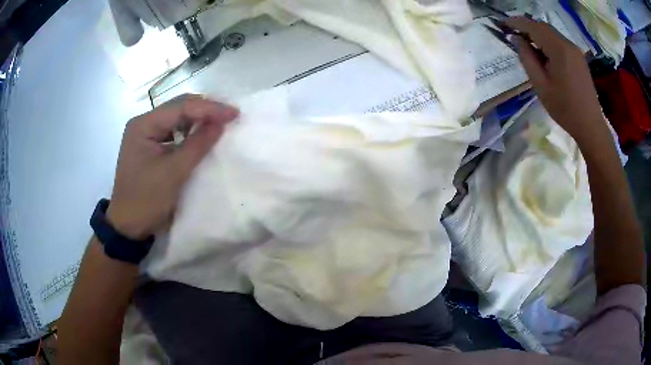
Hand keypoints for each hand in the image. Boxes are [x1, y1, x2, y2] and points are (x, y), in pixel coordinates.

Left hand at [106, 95, 238, 238]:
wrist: (128, 226)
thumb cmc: (146, 200)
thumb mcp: (174, 172)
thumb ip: (198, 144)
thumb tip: (221, 123)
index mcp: (143, 125)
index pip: (181, 106)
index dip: (209, 108)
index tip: (234, 113)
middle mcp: (143, 123)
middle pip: (178, 107)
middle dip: (205, 109)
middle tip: (230, 115)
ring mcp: (145, 134)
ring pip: (176, 118)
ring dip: (198, 119)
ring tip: (220, 122)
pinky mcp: (149, 146)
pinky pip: (173, 131)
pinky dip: (190, 131)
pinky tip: (202, 134)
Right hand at [505, 17, 608, 145]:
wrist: (590, 126)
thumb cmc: (565, 109)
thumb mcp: (541, 85)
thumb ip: (527, 58)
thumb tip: (516, 39)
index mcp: (559, 49)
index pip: (533, 26)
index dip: (516, 22)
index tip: (502, 23)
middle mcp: (568, 44)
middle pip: (543, 27)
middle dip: (526, 27)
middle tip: (512, 33)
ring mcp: (575, 50)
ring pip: (551, 34)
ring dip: (537, 35)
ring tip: (526, 44)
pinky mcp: (578, 58)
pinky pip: (559, 42)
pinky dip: (547, 42)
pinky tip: (543, 53)